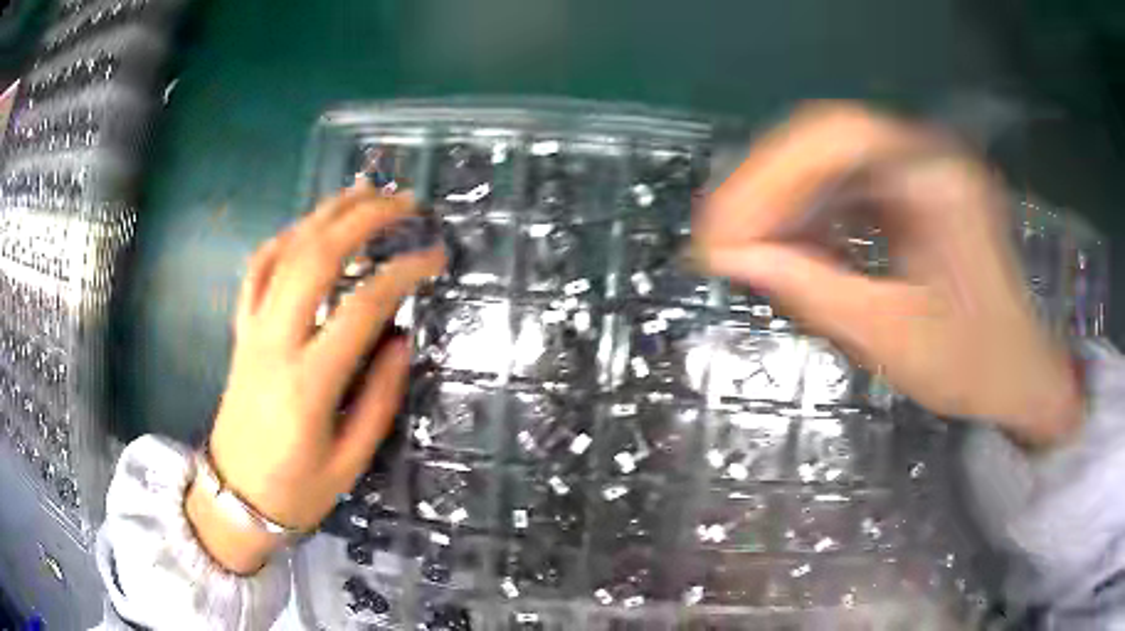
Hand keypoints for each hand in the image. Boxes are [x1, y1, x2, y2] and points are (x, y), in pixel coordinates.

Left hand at [186, 184, 444, 573]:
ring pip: (284, 254)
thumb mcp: (350, 462)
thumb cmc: (296, 492)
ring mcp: (251, 332)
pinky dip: (284, 239)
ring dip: (325, 215)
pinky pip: (257, 272)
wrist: (234, 500)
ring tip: (363, 192)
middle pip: (316, 259)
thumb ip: (380, 398)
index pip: (361, 308)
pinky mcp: (240, 332)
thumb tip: (400, 338)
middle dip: (363, 219)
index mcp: (307, 384)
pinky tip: (308, 227)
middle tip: (404, 202)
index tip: (435, 257)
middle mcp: (274, 344)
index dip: (403, 273)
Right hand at [694, 102, 1082, 447]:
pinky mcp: (914, 192)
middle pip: (827, 139)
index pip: (837, 140)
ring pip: (832, 159)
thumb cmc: (973, 366)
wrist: (1018, 374)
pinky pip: (849, 185)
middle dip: (766, 186)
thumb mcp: (892, 338)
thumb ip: (812, 292)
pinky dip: (812, 213)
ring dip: (783, 199)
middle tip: (721, 238)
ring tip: (746, 247)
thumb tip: (732, 260)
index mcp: (938, 181)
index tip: (722, 235)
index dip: (768, 178)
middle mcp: (928, 157)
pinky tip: (793, 247)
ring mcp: (921, 170)